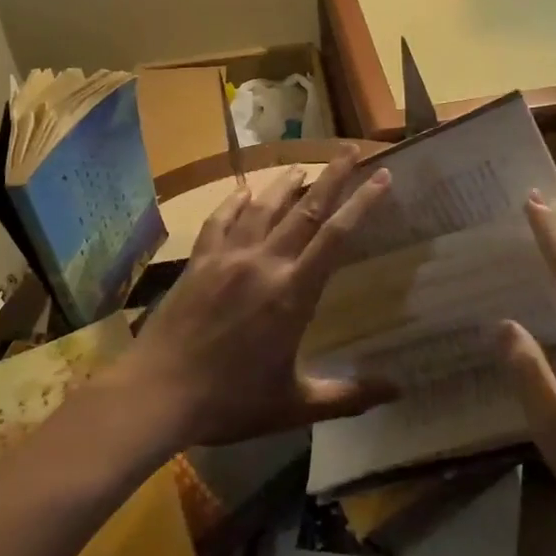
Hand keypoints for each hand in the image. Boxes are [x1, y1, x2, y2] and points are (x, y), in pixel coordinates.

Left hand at [107, 150, 394, 448]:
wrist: (158, 392)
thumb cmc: (230, 401)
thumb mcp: (293, 404)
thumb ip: (347, 396)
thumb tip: (398, 389)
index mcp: (292, 294)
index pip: (336, 237)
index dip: (362, 204)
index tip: (382, 177)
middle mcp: (263, 264)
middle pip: (304, 210)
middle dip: (331, 177)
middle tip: (349, 150)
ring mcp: (227, 258)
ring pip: (262, 208)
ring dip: (285, 184)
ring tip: (302, 167)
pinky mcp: (198, 262)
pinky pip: (220, 221)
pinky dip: (234, 202)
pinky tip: (242, 191)